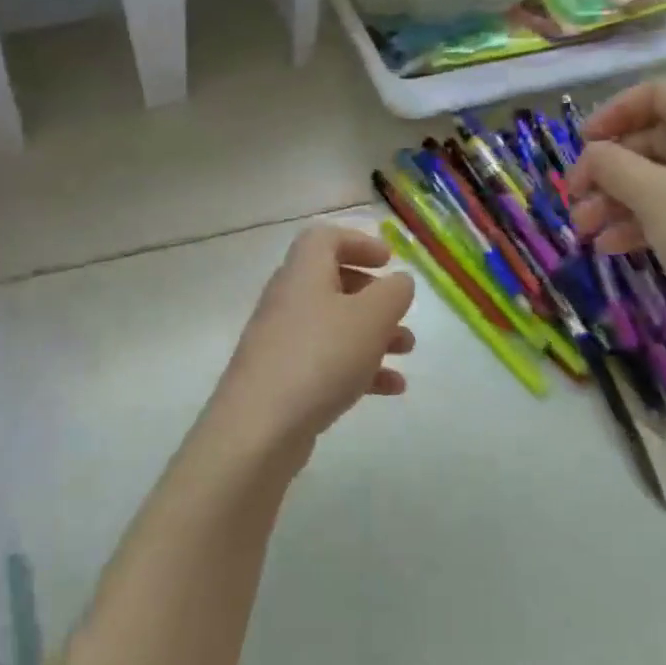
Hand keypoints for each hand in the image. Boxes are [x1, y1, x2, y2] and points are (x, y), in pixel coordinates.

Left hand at [207, 224, 415, 457]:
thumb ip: (392, 293)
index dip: (358, 242)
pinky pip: (326, 360)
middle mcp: (288, 300)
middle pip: (331, 281)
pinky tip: (390, 388)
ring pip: (333, 324)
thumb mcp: (370, 318)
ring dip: (372, 333)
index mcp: (303, 273)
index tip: (388, 260)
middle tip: (399, 309)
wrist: (259, 426)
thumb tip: (398, 281)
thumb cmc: (320, 357)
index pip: (324, 238)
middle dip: (372, 294)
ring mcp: (282, 340)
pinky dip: (359, 367)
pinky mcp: (283, 377)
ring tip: (406, 350)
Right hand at [567, 75, 665, 337]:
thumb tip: (593, 153)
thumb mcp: (649, 193)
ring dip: (617, 200)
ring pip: (662, 177)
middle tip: (575, 197)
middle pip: (654, 139)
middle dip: (607, 170)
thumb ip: (610, 164)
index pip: (658, 92)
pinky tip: (612, 247)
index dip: (614, 112)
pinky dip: (643, 219)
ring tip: (584, 231)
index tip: (583, 142)